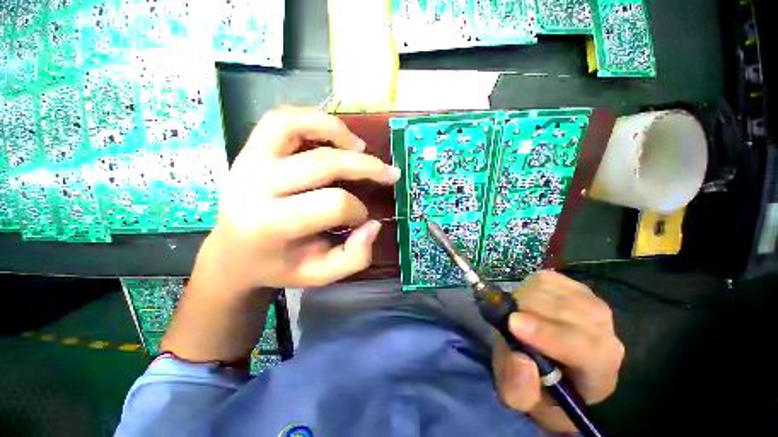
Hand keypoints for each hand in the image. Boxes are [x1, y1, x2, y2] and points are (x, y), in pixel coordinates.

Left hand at [194, 107, 400, 293]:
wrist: (233, 253)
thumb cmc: (279, 265)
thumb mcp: (321, 274)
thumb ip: (354, 257)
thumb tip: (374, 224)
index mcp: (271, 225)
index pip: (332, 204)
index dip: (357, 210)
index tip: (361, 219)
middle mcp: (255, 187)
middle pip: (324, 164)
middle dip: (366, 167)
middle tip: (389, 173)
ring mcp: (248, 161)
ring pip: (294, 125)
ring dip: (337, 131)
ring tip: (360, 147)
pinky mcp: (249, 150)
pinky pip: (281, 119)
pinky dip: (314, 120)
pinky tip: (335, 136)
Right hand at [492, 271, 624, 432]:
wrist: (552, 364)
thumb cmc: (540, 387)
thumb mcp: (521, 399)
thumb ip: (518, 389)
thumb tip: (520, 359)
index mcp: (599, 368)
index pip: (585, 347)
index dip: (549, 335)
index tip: (513, 325)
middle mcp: (604, 330)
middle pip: (564, 310)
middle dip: (526, 311)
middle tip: (507, 322)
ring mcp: (590, 301)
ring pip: (551, 289)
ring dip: (524, 299)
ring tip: (517, 315)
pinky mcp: (573, 284)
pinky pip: (545, 278)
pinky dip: (528, 287)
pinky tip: (528, 303)